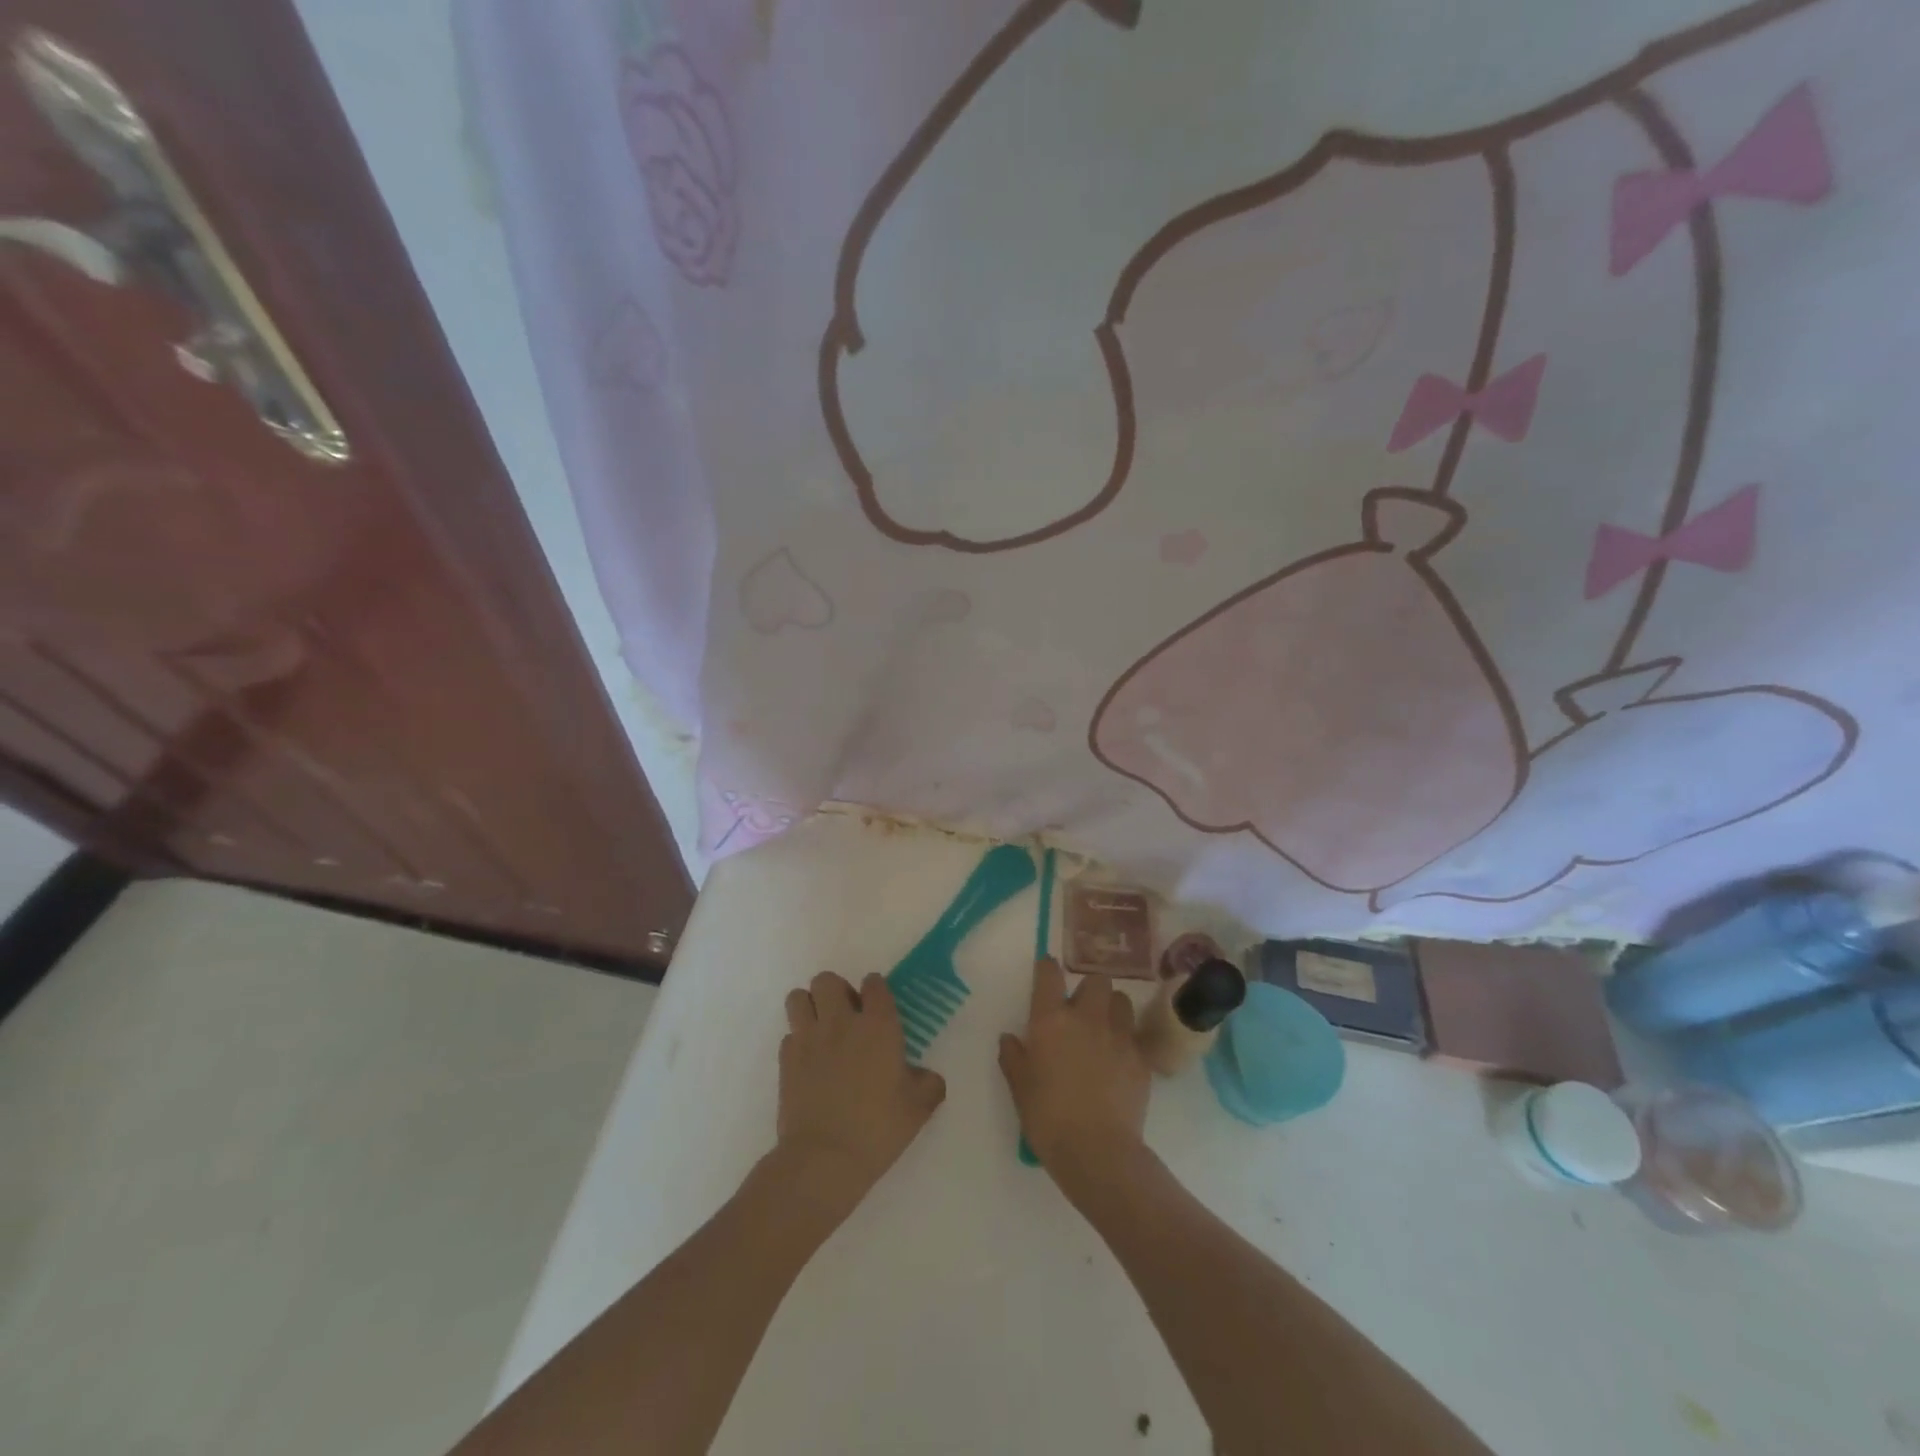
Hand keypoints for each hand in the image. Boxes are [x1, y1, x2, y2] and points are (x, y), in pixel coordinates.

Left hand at [776, 972, 946, 1223]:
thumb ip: (928, 1084)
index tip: (878, 1005)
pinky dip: (798, 1041)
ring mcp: (808, 1038)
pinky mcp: (785, 1060)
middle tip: (846, 1016)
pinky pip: (789, 1034)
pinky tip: (808, 1062)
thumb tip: (928, 1077)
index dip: (876, 990)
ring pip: (798, 998)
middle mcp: (841, 1021)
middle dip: (836, 991)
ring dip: (809, 1007)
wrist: (824, 1159)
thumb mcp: (918, 1108)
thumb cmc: (878, 1128)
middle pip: (827, 980)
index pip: (874, 984)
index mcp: (878, 1025)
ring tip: (821, 1030)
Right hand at [999, 958, 1150, 1197]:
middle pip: (1097, 980)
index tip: (1046, 970)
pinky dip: (1127, 1042)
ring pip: (1122, 1001)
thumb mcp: (1019, 1088)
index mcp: (1051, 1020)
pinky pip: (1135, 1036)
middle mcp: (1087, 1018)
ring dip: (1112, 1009)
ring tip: (1105, 1030)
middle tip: (1081, 1010)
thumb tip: (1010, 1037)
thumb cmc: (1048, 1117)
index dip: (1047, 968)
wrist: (1097, 1151)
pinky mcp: (1141, 1058)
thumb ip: (1013, 1057)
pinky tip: (1119, 1062)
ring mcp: (1118, 1036)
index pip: (1050, 974)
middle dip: (1090, 989)